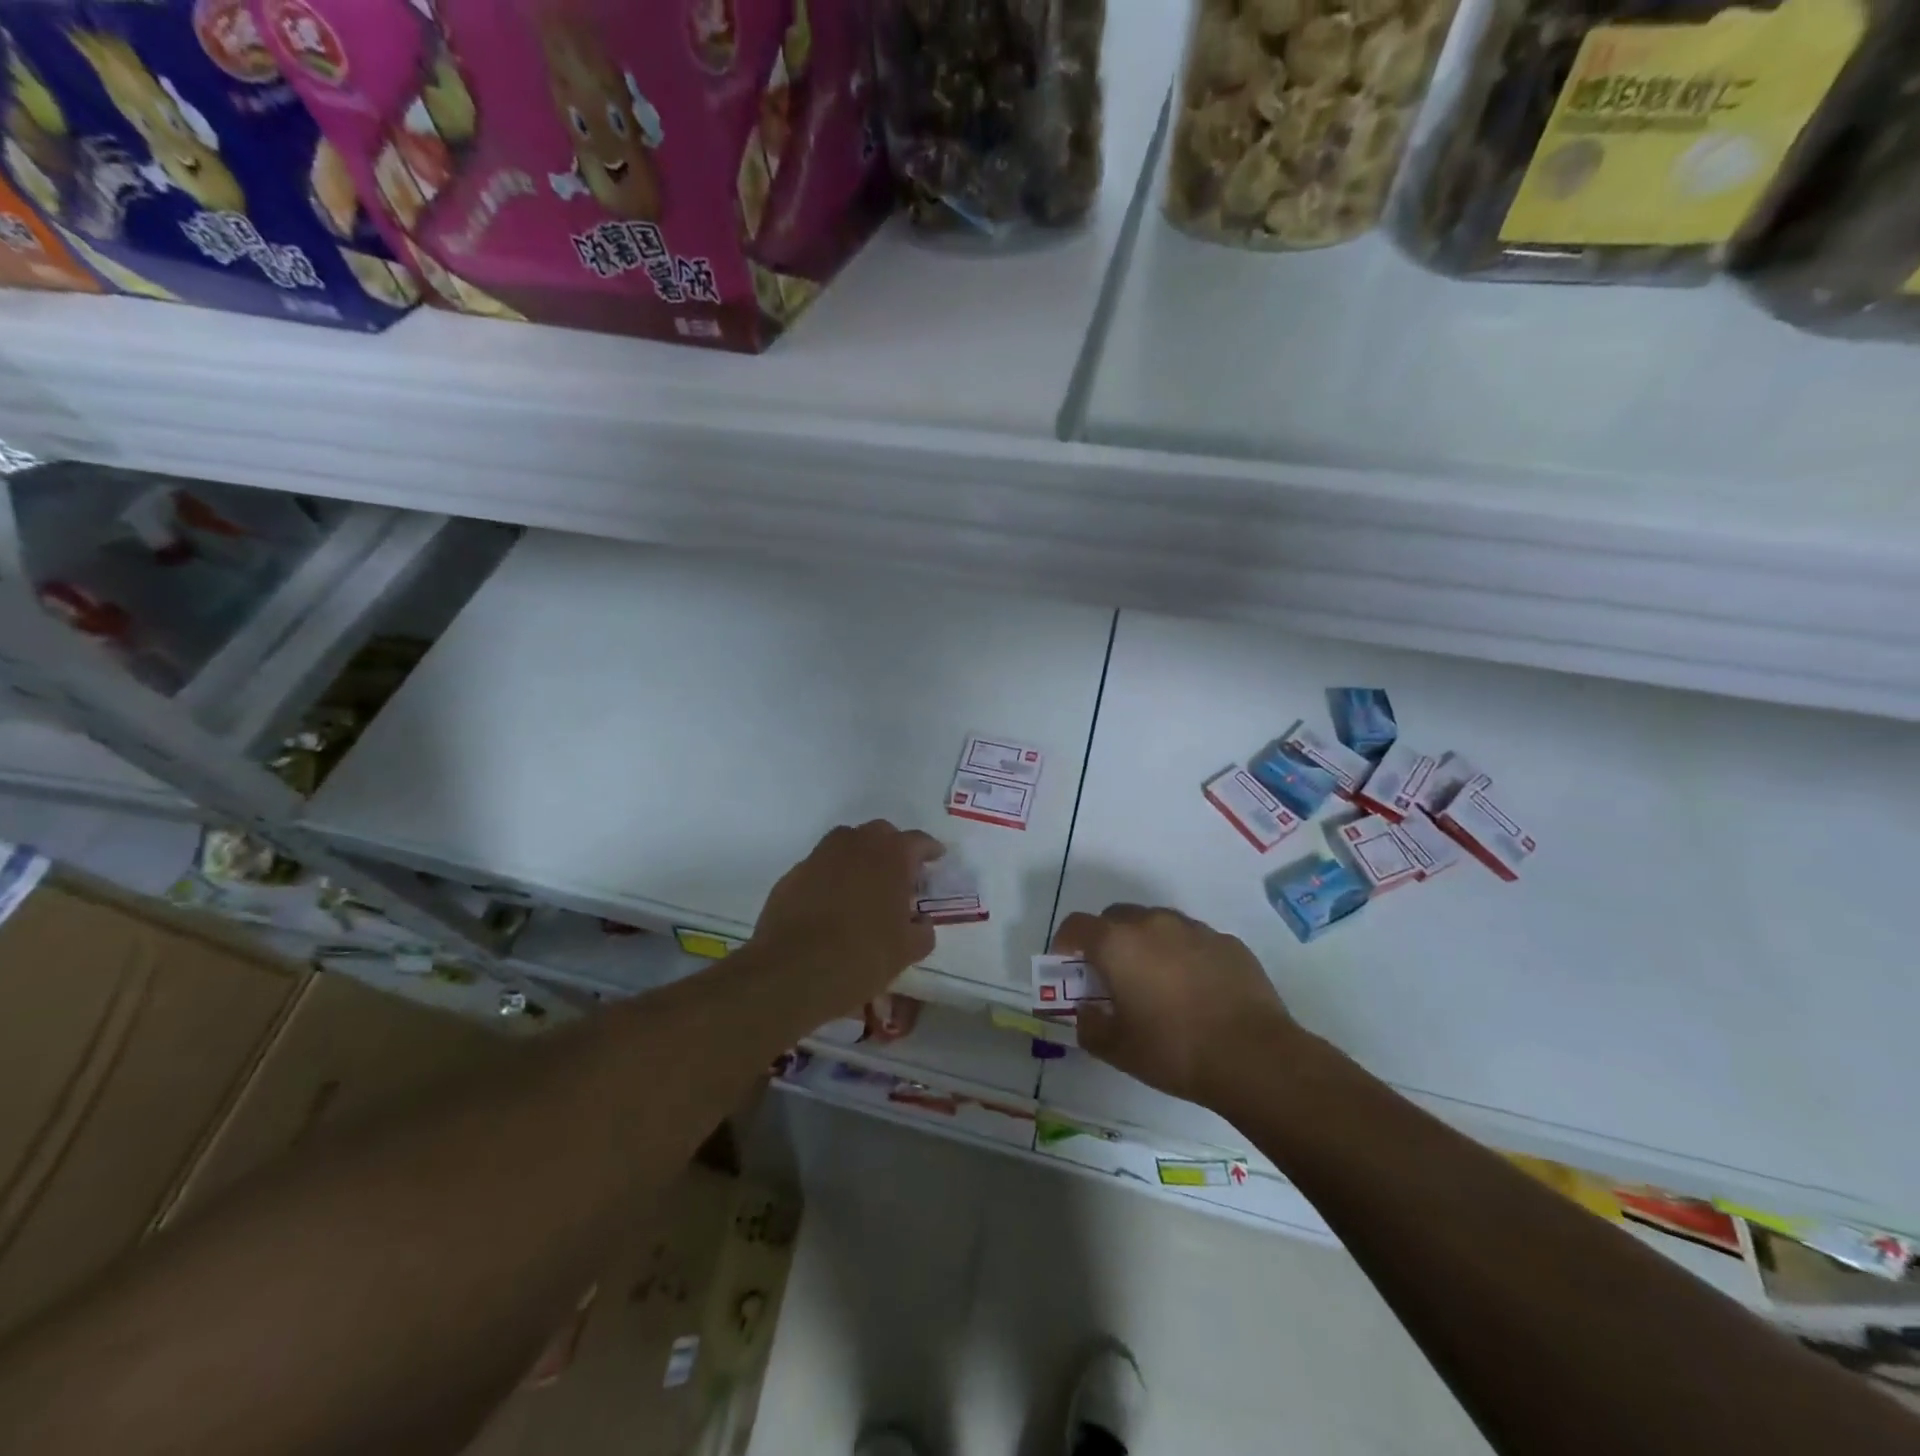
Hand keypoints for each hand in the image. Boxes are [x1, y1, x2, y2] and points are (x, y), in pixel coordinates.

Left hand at [753, 821, 943, 1014]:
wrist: (795, 970)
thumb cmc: (864, 955)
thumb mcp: (908, 950)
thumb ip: (922, 930)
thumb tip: (920, 923)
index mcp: (892, 855)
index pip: (918, 841)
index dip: (929, 850)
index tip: (935, 858)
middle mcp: (856, 844)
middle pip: (880, 834)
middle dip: (892, 848)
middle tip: (898, 874)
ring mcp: (820, 856)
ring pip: (846, 844)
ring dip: (859, 857)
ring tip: (864, 885)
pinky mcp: (793, 874)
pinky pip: (820, 867)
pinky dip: (830, 877)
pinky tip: (831, 904)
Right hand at [1052, 904, 1301, 1109]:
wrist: (1253, 1055)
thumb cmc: (1173, 1050)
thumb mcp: (1117, 1049)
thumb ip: (1090, 1025)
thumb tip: (1087, 1010)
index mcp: (1117, 943)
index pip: (1077, 925)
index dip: (1065, 943)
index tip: (1068, 967)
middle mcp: (1152, 923)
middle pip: (1116, 917)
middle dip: (1107, 940)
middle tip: (1111, 976)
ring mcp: (1193, 929)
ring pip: (1157, 924)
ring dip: (1146, 944)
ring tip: (1156, 983)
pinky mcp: (1227, 942)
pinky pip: (1192, 940)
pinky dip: (1182, 955)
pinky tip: (1195, 990)